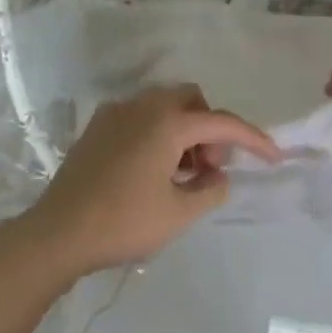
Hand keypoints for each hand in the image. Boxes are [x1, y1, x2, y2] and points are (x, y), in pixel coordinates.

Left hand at [13, 85, 278, 282]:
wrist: (58, 232)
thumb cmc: (123, 222)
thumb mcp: (179, 214)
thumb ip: (211, 189)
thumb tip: (217, 175)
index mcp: (167, 123)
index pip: (221, 123)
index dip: (252, 139)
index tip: (273, 157)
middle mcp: (142, 106)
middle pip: (192, 100)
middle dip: (210, 128)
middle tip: (209, 166)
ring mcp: (116, 113)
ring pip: (165, 106)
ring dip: (185, 130)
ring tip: (183, 173)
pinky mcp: (97, 127)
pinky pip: (141, 116)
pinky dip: (159, 132)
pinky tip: (154, 169)